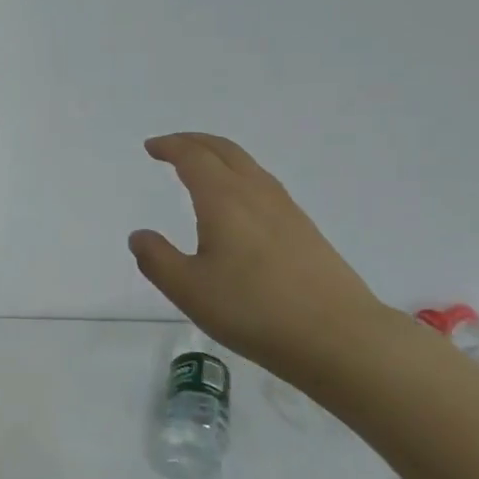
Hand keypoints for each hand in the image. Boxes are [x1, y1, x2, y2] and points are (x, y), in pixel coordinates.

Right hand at [129, 133, 396, 378]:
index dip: (170, 147)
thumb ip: (157, 260)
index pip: (194, 157)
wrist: (339, 337)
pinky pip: (264, 185)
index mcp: (224, 199)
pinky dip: (240, 176)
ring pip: (249, 166)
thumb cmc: (254, 310)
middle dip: (195, 142)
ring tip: (202, 168)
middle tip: (172, 146)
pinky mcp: (305, 231)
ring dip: (220, 157)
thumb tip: (140, 235)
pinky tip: (239, 204)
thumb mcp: (189, 290)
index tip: (151, 147)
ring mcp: (286, 210)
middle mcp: (256, 194)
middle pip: (225, 151)